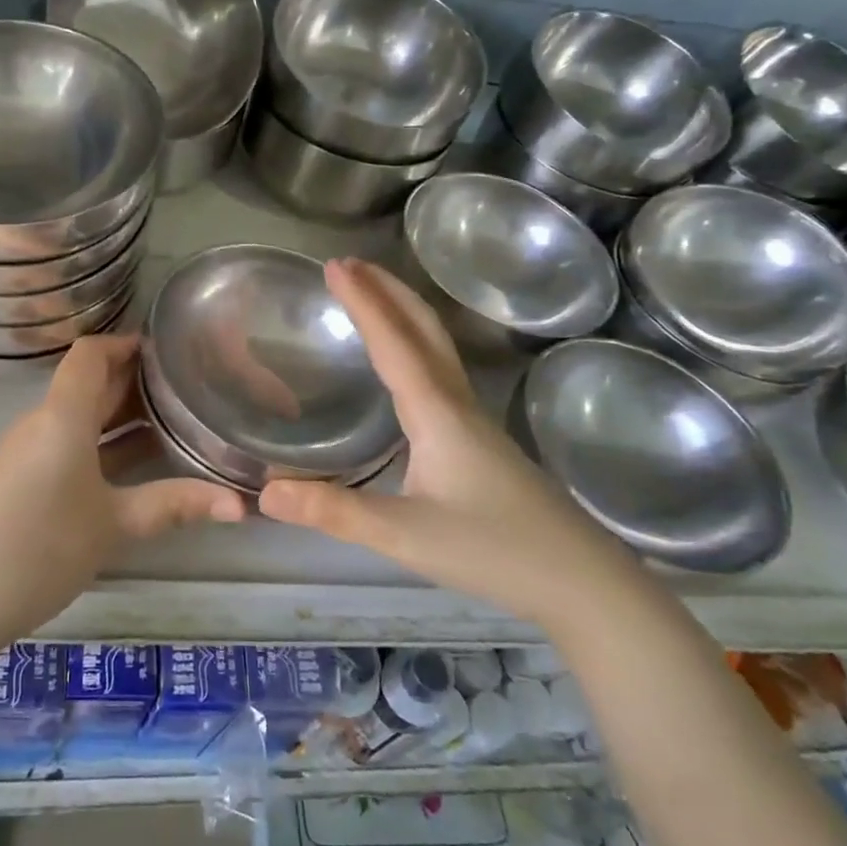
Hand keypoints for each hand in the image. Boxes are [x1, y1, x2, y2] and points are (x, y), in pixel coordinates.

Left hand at [0, 335, 244, 649]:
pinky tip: (132, 463)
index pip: (90, 354)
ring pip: (79, 415)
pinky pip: (67, 440)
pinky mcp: (20, 476)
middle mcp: (42, 421)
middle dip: (133, 379)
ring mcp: (27, 450)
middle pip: (88, 383)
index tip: (166, 350)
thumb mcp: (114, 525)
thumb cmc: (42, 547)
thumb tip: (240, 504)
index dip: (125, 344)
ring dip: (119, 413)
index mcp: (62, 416)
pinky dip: (101, 440)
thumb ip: (174, 505)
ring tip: (170, 420)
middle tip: (183, 385)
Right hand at [258, 259, 637, 629]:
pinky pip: (439, 370)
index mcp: (436, 412)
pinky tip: (403, 365)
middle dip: (386, 290)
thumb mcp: (404, 535)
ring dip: (402, 311)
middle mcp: (456, 403)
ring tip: (372, 296)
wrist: (582, 580)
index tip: (333, 266)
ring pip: (436, 346)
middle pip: (423, 328)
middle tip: (348, 264)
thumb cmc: (496, 551)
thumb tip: (264, 492)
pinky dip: (413, 343)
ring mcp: (473, 419)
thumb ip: (334, 512)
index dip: (362, 302)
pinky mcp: (479, 438)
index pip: (393, 342)